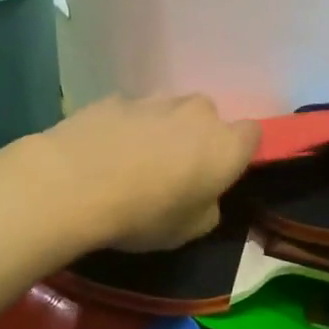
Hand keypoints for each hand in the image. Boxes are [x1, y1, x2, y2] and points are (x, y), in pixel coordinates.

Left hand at [39, 95, 260, 251]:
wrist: (76, 183)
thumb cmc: (145, 214)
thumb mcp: (188, 231)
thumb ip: (207, 207)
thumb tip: (204, 196)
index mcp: (225, 145)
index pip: (252, 134)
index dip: (237, 153)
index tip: (218, 174)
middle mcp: (196, 112)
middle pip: (207, 117)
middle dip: (196, 137)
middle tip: (174, 170)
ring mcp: (153, 100)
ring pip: (168, 111)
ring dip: (160, 129)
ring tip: (133, 161)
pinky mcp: (115, 97)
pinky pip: (131, 112)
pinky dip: (125, 127)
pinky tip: (104, 152)